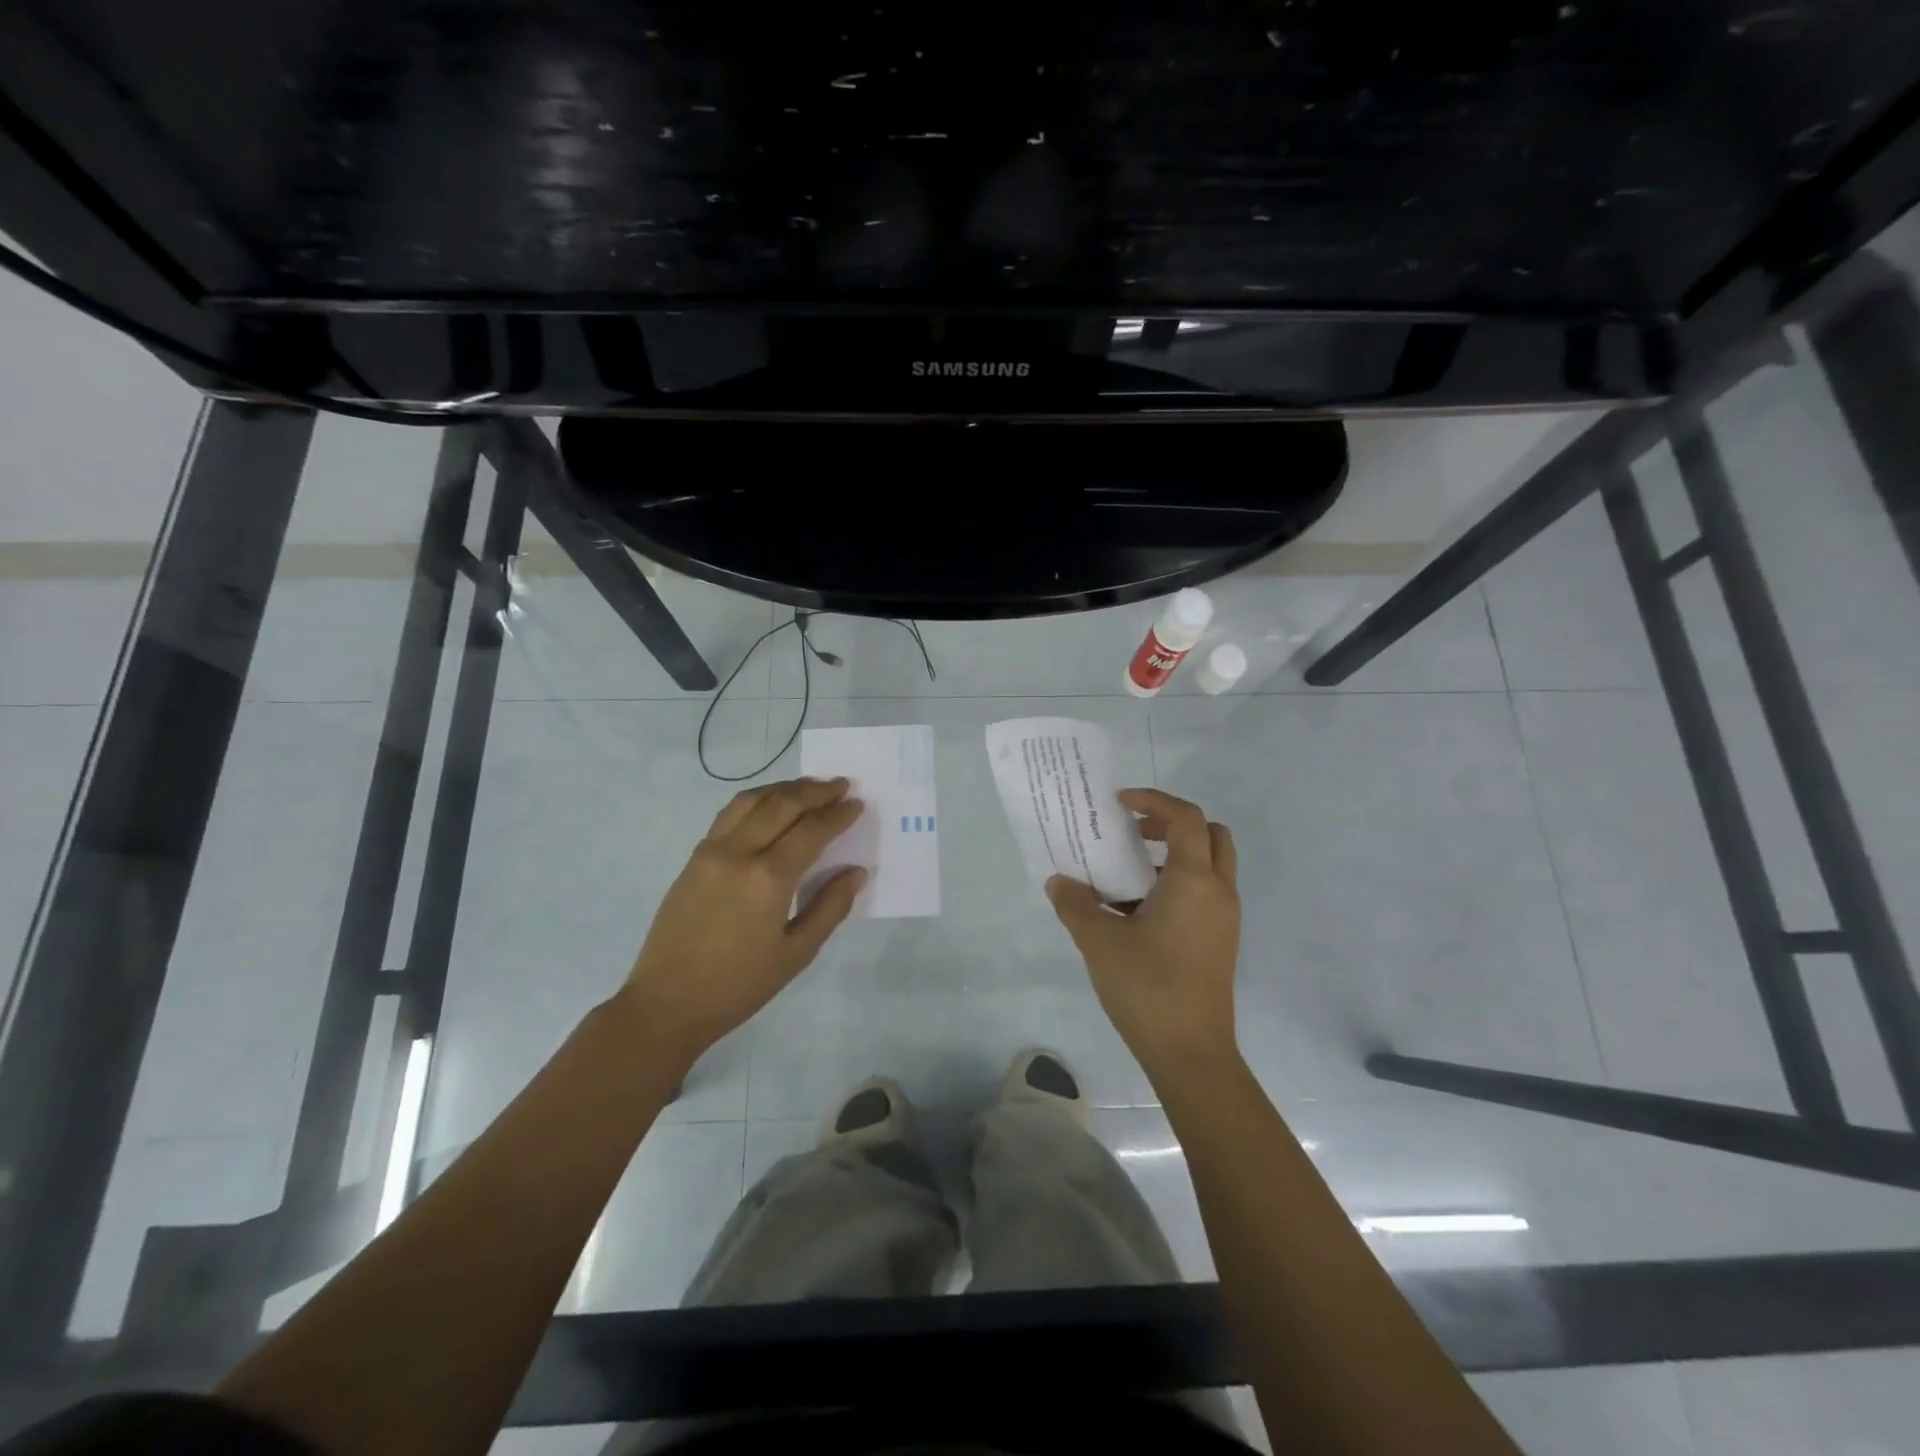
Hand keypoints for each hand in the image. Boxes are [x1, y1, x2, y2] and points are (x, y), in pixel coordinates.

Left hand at [613, 777, 864, 1068]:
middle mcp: (738, 852)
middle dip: (816, 792)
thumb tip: (856, 871)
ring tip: (810, 787)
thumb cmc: (738, 985)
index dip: (838, 815)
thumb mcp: (796, 954)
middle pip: (782, 804)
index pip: (811, 830)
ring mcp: (711, 850)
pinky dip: (756, 800)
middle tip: (842, 785)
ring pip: (752, 800)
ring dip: (784, 788)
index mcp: (768, 878)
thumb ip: (830, 907)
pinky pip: (729, 814)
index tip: (858, 803)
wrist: (667, 1003)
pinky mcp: (694, 857)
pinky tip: (770, 805)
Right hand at [1046, 787, 1239, 1073]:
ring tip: (1127, 870)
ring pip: (1210, 864)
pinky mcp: (1220, 940)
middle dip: (1172, 823)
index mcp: (1194, 881)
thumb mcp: (1100, 942)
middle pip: (1210, 834)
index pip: (1186, 818)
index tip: (1120, 802)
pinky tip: (1137, 908)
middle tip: (1134, 831)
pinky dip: (1177, 882)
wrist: (1191, 1054)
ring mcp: (1224, 918)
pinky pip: (1204, 892)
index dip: (1154, 800)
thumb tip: (1058, 881)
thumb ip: (1075, 904)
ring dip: (1174, 854)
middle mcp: (1218, 892)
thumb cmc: (1147, 988)